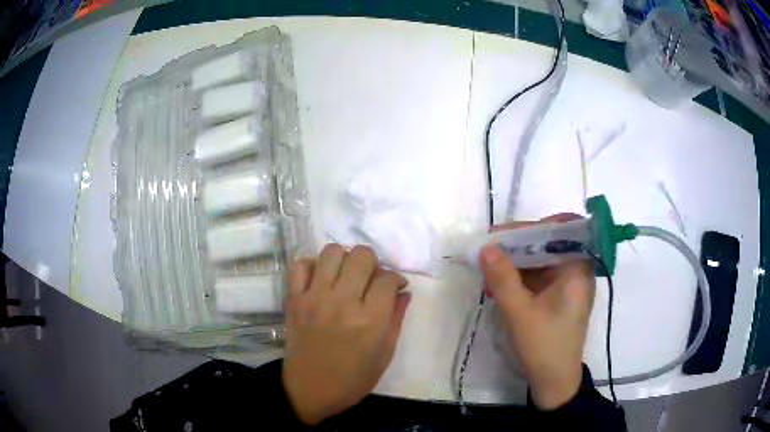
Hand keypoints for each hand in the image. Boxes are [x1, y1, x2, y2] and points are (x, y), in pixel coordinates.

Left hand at [282, 244, 411, 425]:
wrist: (308, 390)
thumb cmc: (352, 380)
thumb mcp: (384, 356)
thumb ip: (396, 320)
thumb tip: (404, 292)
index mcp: (369, 320)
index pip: (388, 278)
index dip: (396, 279)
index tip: (394, 287)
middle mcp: (342, 302)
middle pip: (362, 256)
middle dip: (373, 263)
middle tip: (370, 280)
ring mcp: (314, 298)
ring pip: (332, 252)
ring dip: (344, 260)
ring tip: (345, 277)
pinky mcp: (294, 299)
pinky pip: (300, 264)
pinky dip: (313, 266)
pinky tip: (321, 281)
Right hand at [481, 214, 595, 409]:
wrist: (554, 380)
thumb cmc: (544, 347)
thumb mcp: (520, 314)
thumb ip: (503, 279)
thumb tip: (486, 247)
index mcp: (578, 269)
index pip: (562, 229)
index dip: (535, 226)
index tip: (505, 233)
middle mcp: (577, 270)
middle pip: (549, 242)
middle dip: (519, 244)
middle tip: (489, 249)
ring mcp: (567, 283)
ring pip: (541, 258)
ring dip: (516, 260)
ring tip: (488, 266)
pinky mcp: (558, 294)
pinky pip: (538, 274)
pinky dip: (519, 276)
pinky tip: (498, 283)